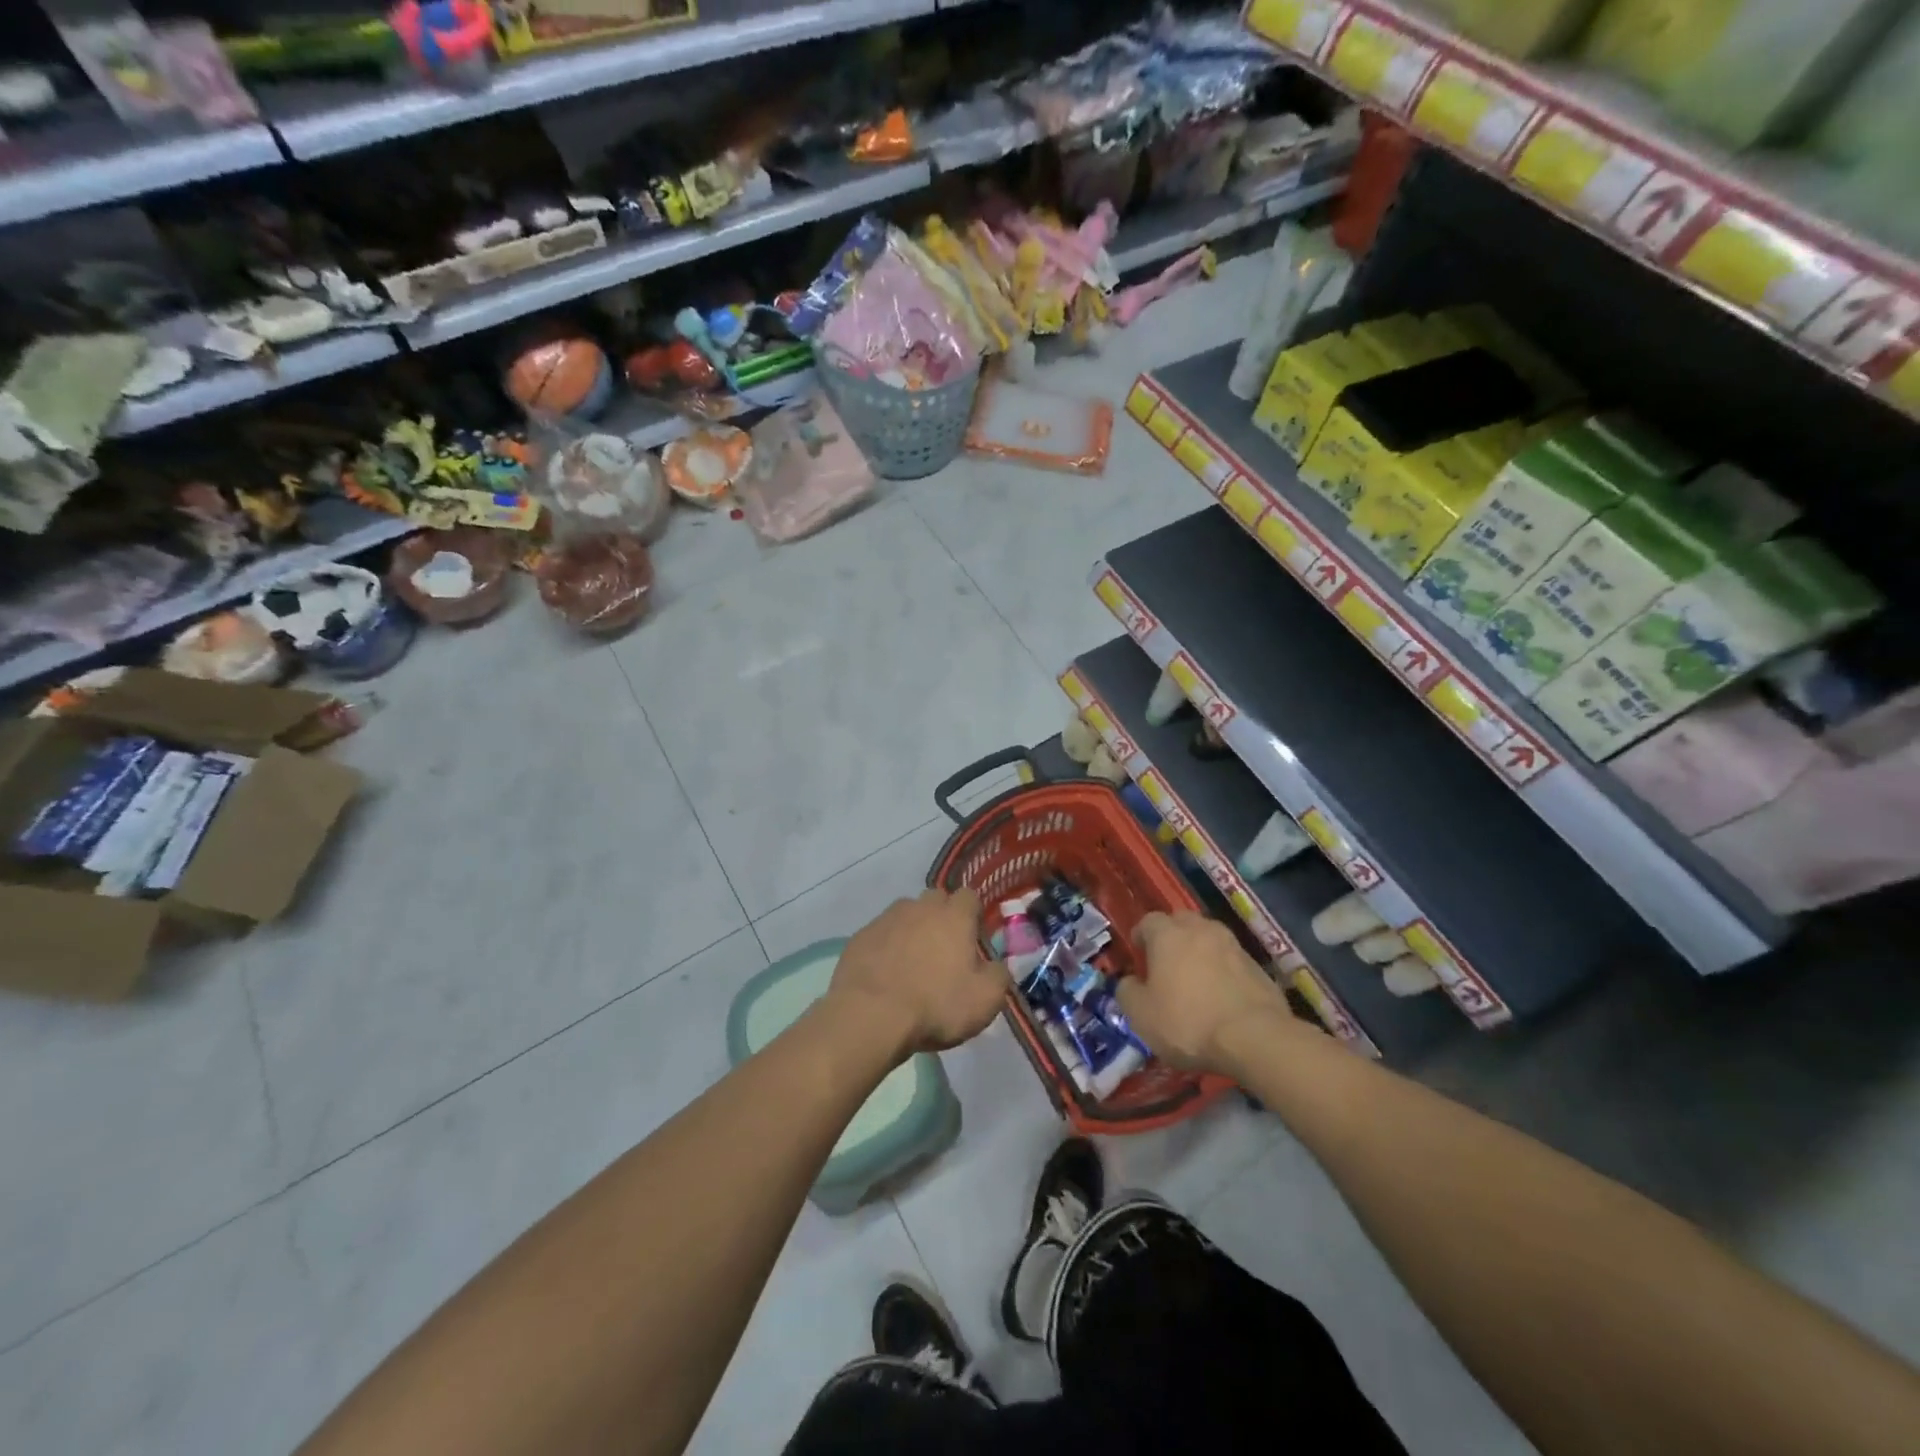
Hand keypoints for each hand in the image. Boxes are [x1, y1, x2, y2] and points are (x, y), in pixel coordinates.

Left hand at [829, 888, 1006, 1058]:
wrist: (870, 1016)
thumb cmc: (935, 1005)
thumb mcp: (985, 1000)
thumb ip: (998, 976)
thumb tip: (996, 966)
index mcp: (954, 916)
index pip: (969, 896)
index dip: (973, 916)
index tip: (972, 940)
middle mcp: (920, 907)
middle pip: (936, 899)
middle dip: (942, 917)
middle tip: (943, 951)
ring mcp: (887, 918)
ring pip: (906, 914)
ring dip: (912, 930)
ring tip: (911, 963)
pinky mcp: (860, 936)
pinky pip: (881, 934)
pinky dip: (886, 946)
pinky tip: (885, 973)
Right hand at [1117, 912, 1290, 1073]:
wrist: (1255, 1039)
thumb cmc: (1187, 1022)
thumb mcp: (1141, 1015)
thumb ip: (1127, 991)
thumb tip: (1130, 982)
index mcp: (1168, 934)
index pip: (1148, 921)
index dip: (1141, 937)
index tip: (1139, 956)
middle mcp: (1200, 930)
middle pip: (1182, 922)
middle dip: (1172, 937)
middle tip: (1166, 963)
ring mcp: (1233, 945)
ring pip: (1209, 939)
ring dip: (1200, 952)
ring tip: (1195, 980)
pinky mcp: (1258, 966)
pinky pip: (1231, 961)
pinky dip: (1223, 971)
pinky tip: (1221, 996)